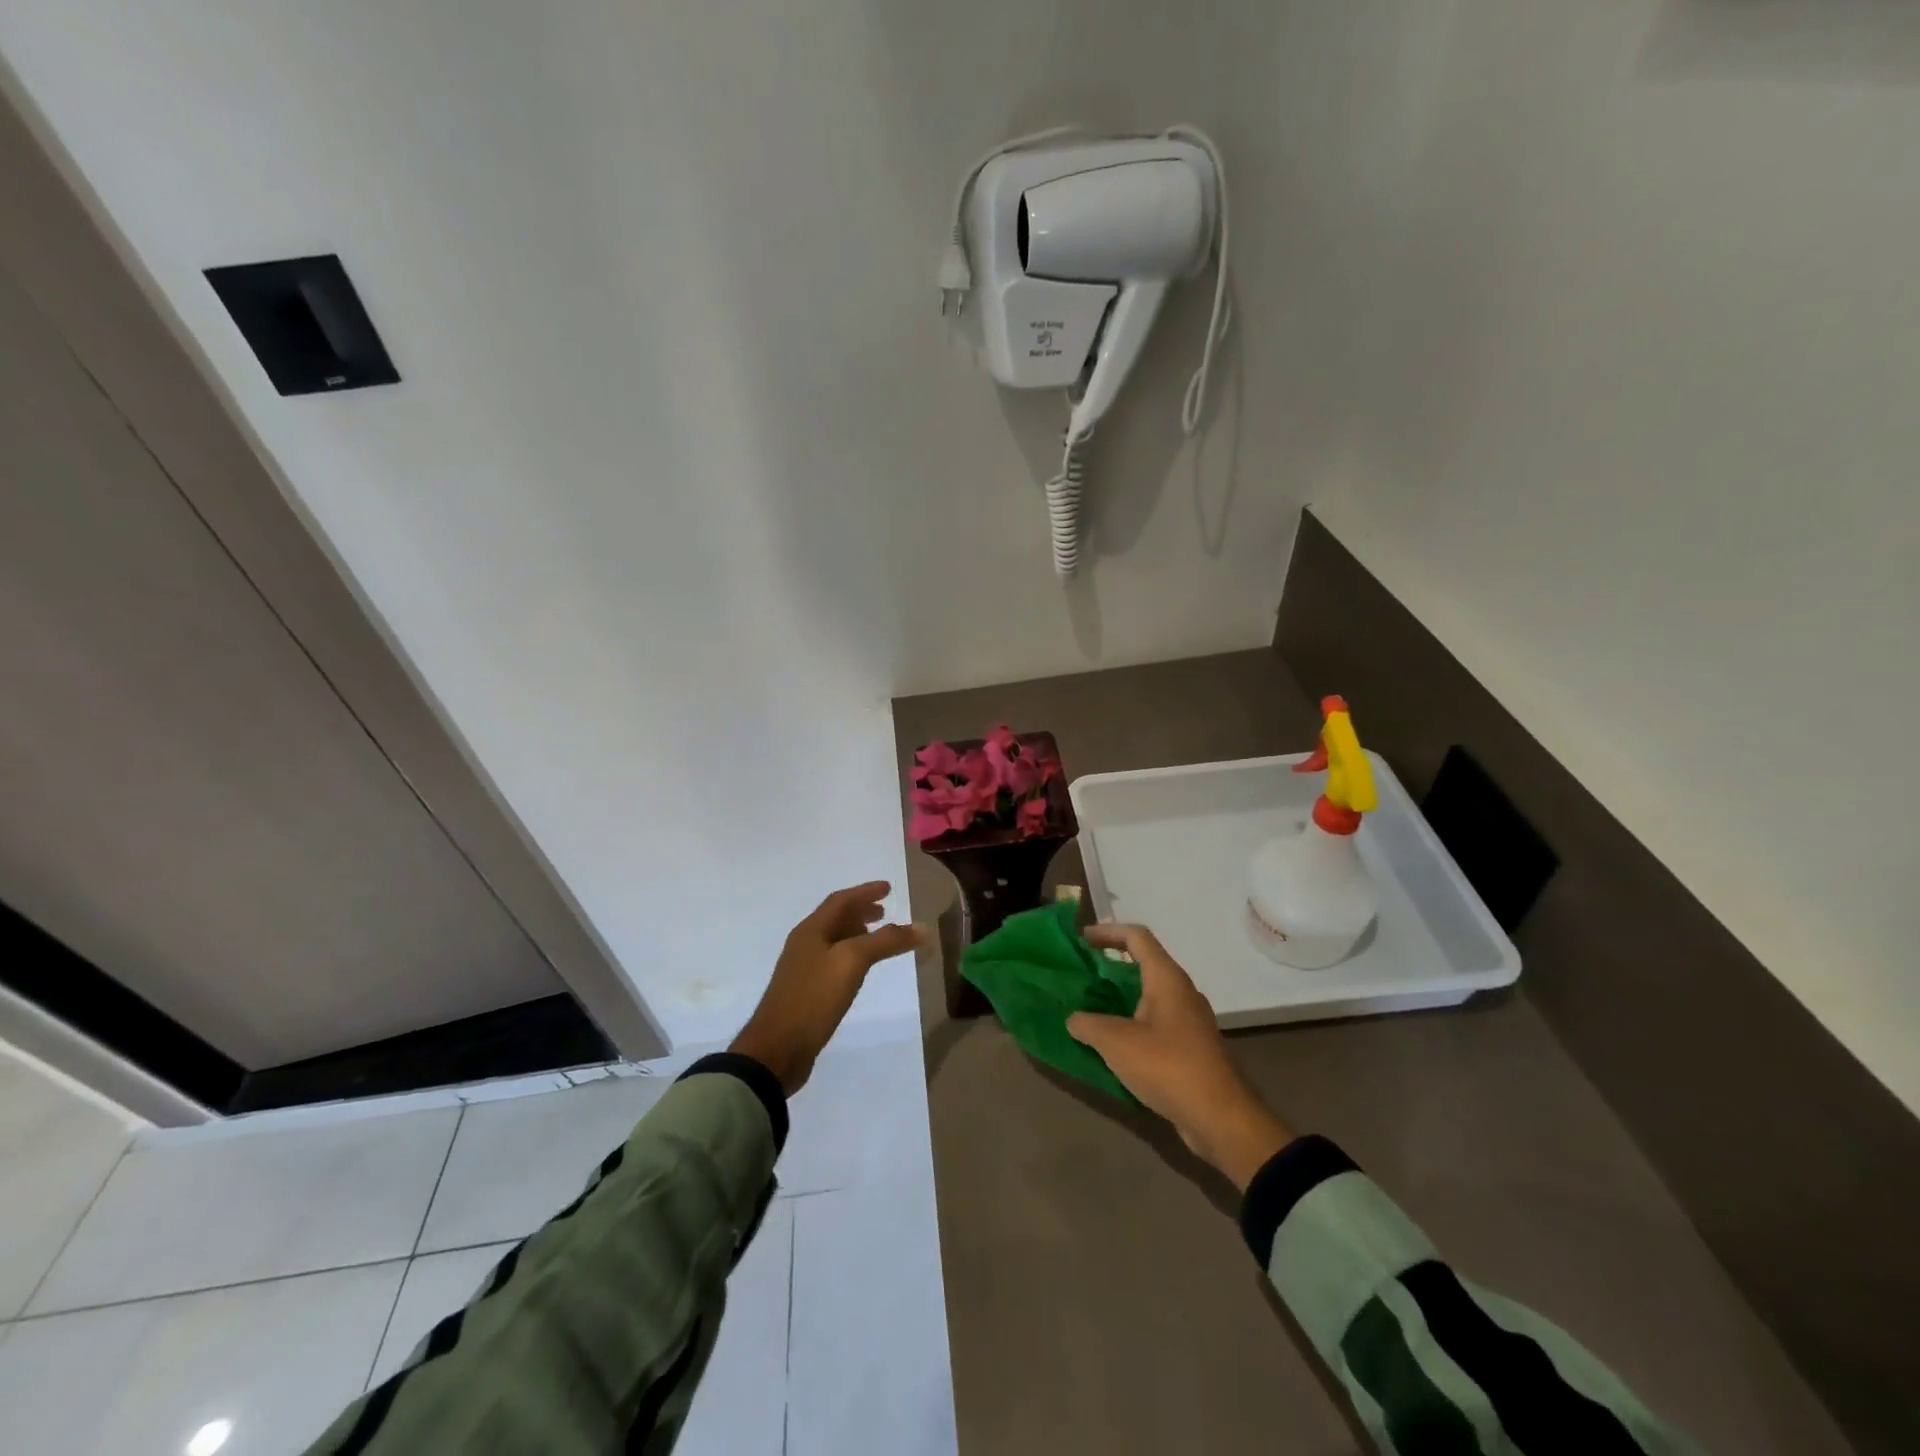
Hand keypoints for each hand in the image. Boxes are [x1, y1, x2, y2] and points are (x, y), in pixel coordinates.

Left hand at [729, 882, 924, 1094]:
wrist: (777, 1049)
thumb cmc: (814, 997)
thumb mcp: (852, 962)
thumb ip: (886, 941)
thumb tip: (921, 928)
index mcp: (811, 930)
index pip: (841, 900)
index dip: (865, 891)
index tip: (888, 888)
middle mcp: (805, 944)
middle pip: (835, 918)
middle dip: (861, 911)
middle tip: (885, 910)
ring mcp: (803, 969)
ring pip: (834, 940)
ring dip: (857, 933)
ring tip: (878, 937)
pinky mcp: (806, 992)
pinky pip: (833, 962)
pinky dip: (851, 955)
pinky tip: (861, 970)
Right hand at [1067, 924, 1292, 1189]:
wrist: (1220, 1119)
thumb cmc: (1168, 1067)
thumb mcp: (1116, 1043)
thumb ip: (1088, 1024)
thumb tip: (1074, 1019)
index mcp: (1167, 979)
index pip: (1137, 937)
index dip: (1107, 932)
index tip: (1081, 940)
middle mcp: (1181, 992)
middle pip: (1143, 964)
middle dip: (1110, 966)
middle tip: (1081, 975)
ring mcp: (1189, 1020)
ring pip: (1149, 996)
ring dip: (1120, 997)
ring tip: (1090, 1009)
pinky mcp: (1191, 1047)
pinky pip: (1155, 1022)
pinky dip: (1132, 1023)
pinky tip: (1112, 1044)